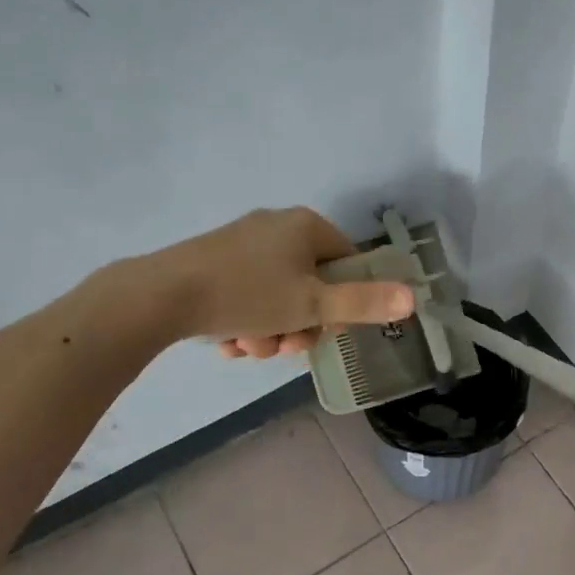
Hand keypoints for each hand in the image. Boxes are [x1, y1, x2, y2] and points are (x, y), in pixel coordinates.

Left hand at [156, 207, 413, 356]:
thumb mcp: (312, 305)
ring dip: (271, 331)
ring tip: (248, 348)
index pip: (348, 264)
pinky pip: (248, 294)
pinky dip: (245, 321)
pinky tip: (229, 342)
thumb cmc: (247, 295)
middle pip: (311, 285)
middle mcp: (278, 226)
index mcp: (306, 226)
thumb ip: (363, 304)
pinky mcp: (216, 260)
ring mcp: (244, 242)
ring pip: (277, 296)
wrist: (161, 295)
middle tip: (282, 348)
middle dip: (299, 325)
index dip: (342, 303)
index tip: (323, 329)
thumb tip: (413, 299)